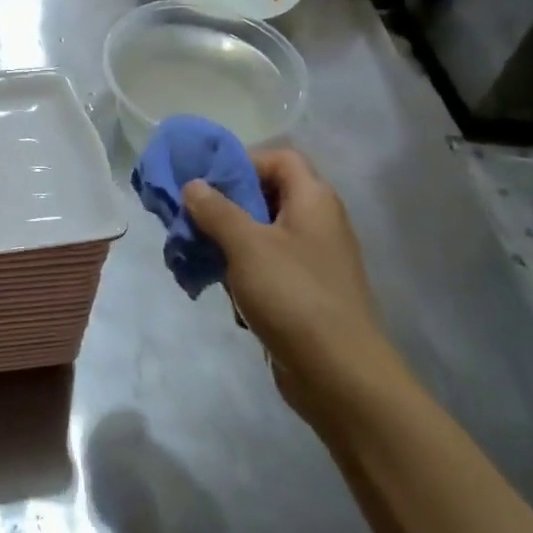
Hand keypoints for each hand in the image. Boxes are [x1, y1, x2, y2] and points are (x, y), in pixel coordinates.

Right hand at [182, 150, 390, 413]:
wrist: (340, 375)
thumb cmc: (293, 295)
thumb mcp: (245, 244)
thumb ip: (215, 209)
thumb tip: (193, 185)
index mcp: (313, 200)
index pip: (280, 157)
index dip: (242, 162)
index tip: (207, 183)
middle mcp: (318, 223)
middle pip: (267, 195)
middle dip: (225, 205)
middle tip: (192, 219)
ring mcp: (313, 260)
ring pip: (262, 234)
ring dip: (228, 242)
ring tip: (198, 256)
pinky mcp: (305, 293)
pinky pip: (268, 267)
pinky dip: (243, 273)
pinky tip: (224, 292)